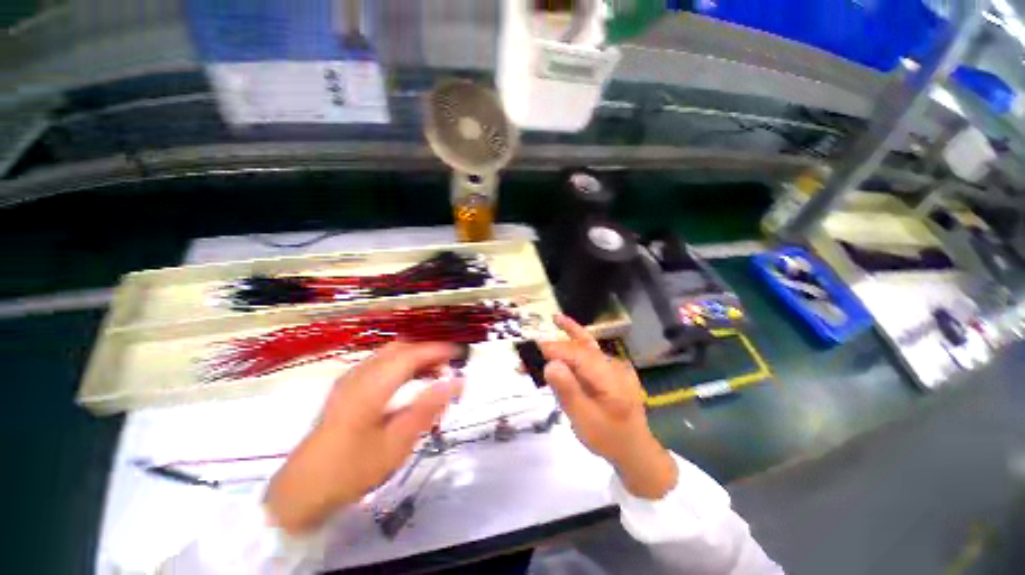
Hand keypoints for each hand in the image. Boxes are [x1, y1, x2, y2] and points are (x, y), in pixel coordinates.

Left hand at [265, 342, 462, 533]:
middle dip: (428, 351)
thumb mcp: (396, 444)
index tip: (461, 354)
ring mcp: (350, 379)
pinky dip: (401, 366)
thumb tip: (457, 382)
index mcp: (372, 385)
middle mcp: (360, 374)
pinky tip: (410, 383)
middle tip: (449, 365)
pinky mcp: (346, 388)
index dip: (438, 350)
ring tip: (435, 374)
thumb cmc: (351, 470)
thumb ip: (428, 408)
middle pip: (400, 348)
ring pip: (390, 354)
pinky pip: (380, 364)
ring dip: (415, 358)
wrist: (301, 491)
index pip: (412, 354)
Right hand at [540, 315, 677, 499]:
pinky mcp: (611, 369)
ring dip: (568, 335)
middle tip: (528, 351)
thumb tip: (550, 364)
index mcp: (609, 377)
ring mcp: (615, 366)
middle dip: (554, 347)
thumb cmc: (608, 438)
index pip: (577, 355)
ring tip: (556, 319)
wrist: (635, 450)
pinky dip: (576, 343)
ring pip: (587, 346)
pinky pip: (590, 353)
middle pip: (580, 348)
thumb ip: (567, 390)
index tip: (529, 351)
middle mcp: (613, 365)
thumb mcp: (584, 419)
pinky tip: (568, 330)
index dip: (553, 350)